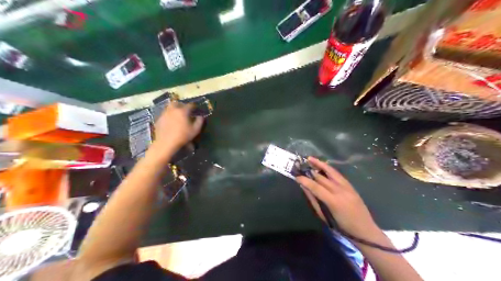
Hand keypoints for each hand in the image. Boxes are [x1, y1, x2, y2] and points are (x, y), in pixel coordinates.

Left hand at [155, 101, 204, 152]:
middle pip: (177, 103)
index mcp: (182, 111)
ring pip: (169, 107)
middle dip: (182, 105)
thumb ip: (199, 122)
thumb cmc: (183, 136)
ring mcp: (164, 114)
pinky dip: (168, 115)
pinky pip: (165, 114)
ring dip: (174, 109)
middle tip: (185, 110)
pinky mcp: (159, 119)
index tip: (196, 109)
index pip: (190, 105)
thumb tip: (201, 116)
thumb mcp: (195, 130)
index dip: (194, 106)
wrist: (166, 143)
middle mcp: (173, 109)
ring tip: (177, 115)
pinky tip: (170, 121)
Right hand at [294, 156, 379, 237]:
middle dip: (310, 171)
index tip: (296, 177)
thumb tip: (304, 187)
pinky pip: (338, 174)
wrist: (364, 229)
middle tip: (300, 166)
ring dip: (320, 164)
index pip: (315, 187)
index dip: (305, 180)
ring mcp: (346, 186)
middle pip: (322, 177)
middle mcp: (340, 190)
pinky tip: (323, 165)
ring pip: (331, 171)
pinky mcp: (350, 185)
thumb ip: (314, 200)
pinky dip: (329, 169)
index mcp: (333, 201)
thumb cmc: (341, 226)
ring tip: (310, 159)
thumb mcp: (324, 216)